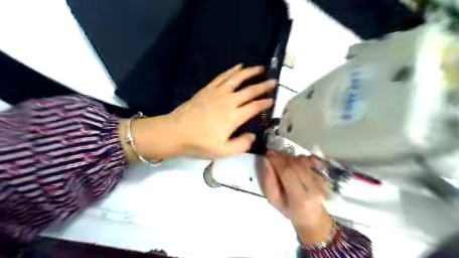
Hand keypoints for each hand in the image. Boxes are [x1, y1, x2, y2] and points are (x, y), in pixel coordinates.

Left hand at [127, 64, 275, 160]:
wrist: (175, 132)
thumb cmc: (199, 143)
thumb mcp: (222, 152)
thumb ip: (241, 145)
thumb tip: (253, 136)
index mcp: (234, 117)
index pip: (255, 107)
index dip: (265, 103)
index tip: (273, 100)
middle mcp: (228, 102)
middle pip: (250, 91)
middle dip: (263, 86)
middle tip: (274, 81)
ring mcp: (217, 93)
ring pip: (237, 79)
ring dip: (250, 73)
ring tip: (260, 68)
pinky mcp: (207, 89)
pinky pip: (222, 77)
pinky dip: (232, 71)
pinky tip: (238, 66)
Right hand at [260, 150, 331, 244]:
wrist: (312, 217)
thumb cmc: (290, 210)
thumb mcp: (274, 201)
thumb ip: (268, 182)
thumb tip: (266, 161)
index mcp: (299, 198)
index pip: (287, 172)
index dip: (276, 160)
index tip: (267, 154)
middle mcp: (313, 188)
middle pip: (296, 164)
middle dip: (281, 156)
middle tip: (271, 153)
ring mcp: (321, 182)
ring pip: (303, 160)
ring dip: (290, 156)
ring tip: (281, 159)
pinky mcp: (324, 177)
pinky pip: (311, 161)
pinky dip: (300, 158)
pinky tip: (293, 162)